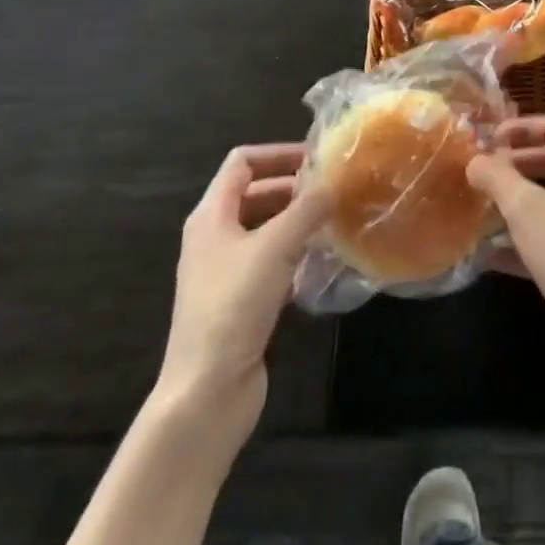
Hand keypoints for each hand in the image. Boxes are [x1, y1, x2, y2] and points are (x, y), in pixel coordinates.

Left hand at [159, 144, 330, 448]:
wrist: (206, 390)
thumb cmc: (234, 304)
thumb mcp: (276, 246)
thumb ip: (308, 208)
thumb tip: (335, 181)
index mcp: (211, 215)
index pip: (242, 162)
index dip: (278, 153)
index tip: (317, 158)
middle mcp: (214, 237)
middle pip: (256, 194)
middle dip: (295, 188)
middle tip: (336, 191)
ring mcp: (225, 271)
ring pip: (266, 230)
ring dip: (298, 222)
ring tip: (337, 221)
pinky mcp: (240, 301)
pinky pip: (271, 262)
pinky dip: (295, 254)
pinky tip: (323, 261)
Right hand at [466, 116, 544, 396]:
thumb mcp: (524, 207)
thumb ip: (496, 177)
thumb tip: (474, 159)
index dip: (526, 125)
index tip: (492, 138)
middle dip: (512, 163)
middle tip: (479, 172)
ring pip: (541, 204)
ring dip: (509, 203)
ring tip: (474, 209)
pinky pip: (538, 242)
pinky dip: (512, 243)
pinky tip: (484, 256)